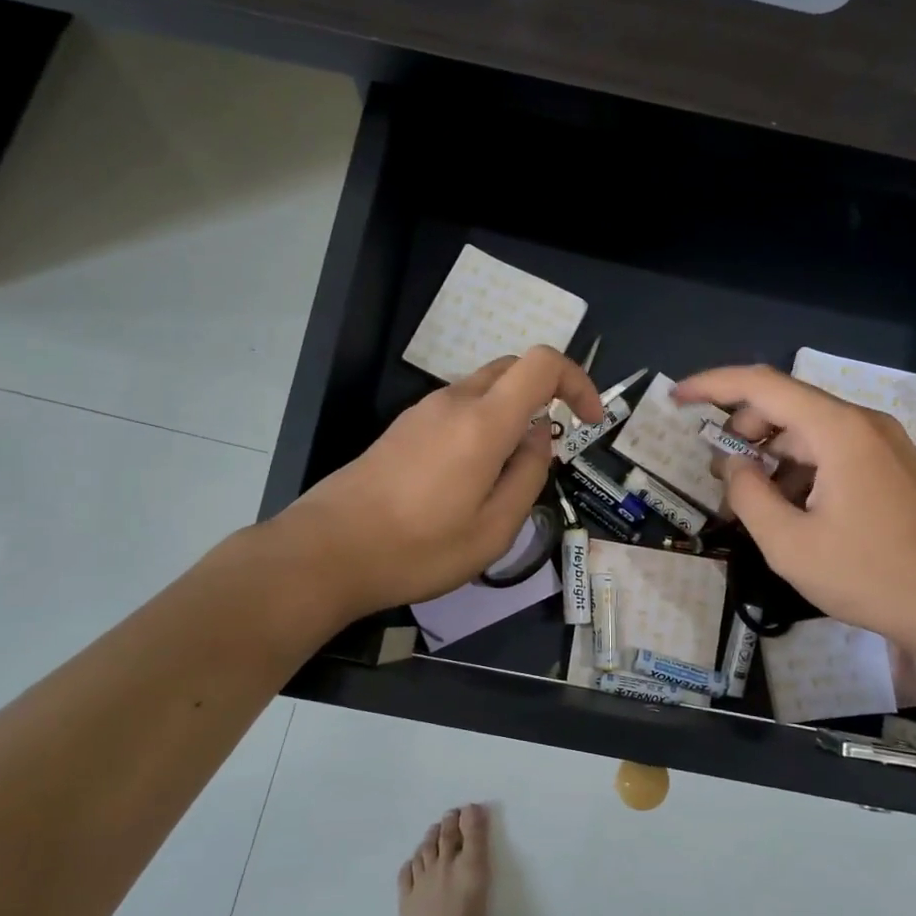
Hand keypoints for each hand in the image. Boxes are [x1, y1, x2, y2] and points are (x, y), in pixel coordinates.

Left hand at [283, 347, 603, 617]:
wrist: (327, 552)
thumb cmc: (418, 549)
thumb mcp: (493, 530)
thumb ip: (527, 477)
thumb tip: (537, 439)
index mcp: (483, 422)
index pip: (542, 363)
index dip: (577, 381)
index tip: (588, 421)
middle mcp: (453, 402)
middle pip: (513, 369)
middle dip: (546, 396)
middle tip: (551, 448)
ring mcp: (422, 412)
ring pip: (483, 390)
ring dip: (510, 416)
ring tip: (507, 477)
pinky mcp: (402, 429)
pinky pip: (456, 410)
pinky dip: (481, 427)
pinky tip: (469, 479)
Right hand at [674, 365, 915, 653]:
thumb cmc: (869, 575)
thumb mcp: (788, 543)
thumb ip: (748, 494)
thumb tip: (734, 465)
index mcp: (838, 430)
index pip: (762, 385)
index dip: (713, 385)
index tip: (676, 398)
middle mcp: (863, 423)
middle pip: (785, 406)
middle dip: (742, 433)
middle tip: (719, 478)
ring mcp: (883, 444)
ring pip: (808, 432)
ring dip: (770, 456)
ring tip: (751, 503)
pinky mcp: (892, 467)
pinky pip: (832, 451)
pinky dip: (799, 469)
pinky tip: (790, 510)